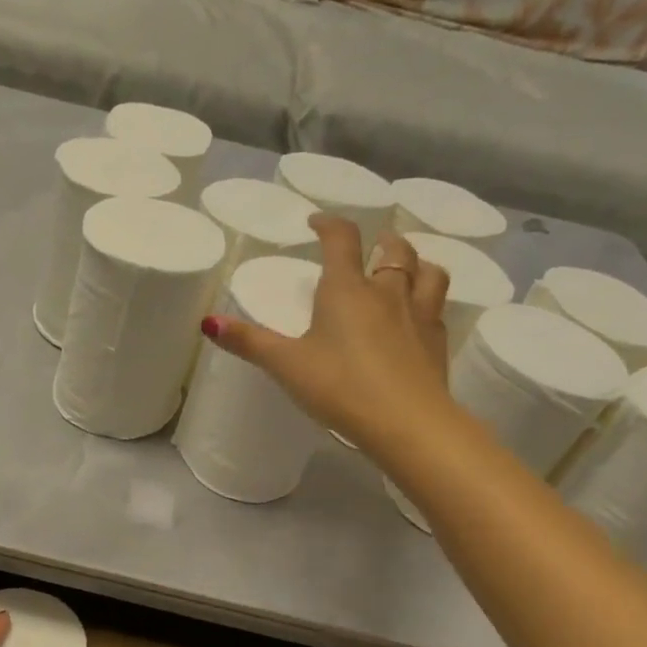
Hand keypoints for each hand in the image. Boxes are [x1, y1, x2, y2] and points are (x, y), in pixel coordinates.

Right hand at [205, 215, 452, 451]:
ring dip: (416, 263)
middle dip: (380, 240)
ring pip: (428, 272)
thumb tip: (209, 323)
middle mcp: (387, 293)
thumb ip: (249, 342)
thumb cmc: (340, 387)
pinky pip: (438, 309)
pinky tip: (419, 318)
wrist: (408, 423)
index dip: (329, 224)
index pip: (341, 240)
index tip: (317, 223)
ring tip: (405, 270)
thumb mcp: (286, 365)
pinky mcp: (437, 343)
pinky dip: (428, 302)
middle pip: (394, 250)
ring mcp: (419, 316)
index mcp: (347, 290)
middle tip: (369, 245)